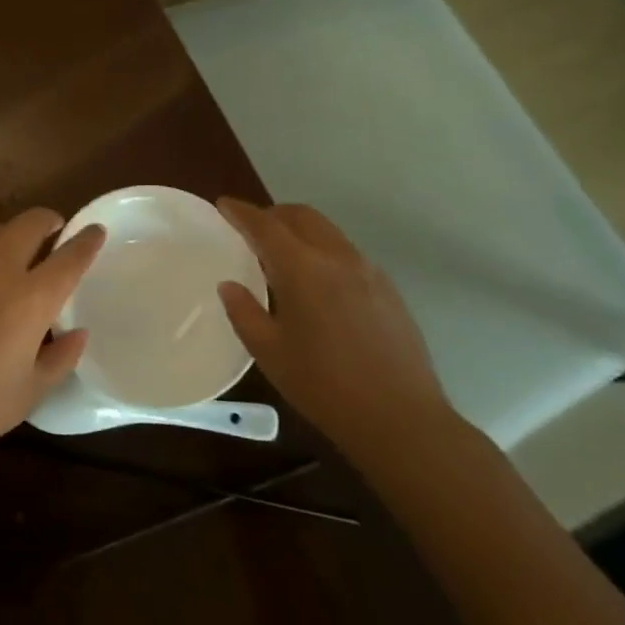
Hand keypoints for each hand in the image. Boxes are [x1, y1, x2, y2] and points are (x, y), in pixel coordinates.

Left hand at [0, 208, 105, 472]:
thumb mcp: (31, 391)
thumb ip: (61, 357)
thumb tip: (77, 331)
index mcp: (32, 298)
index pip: (70, 257)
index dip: (87, 241)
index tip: (95, 231)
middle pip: (31, 224)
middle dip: (48, 221)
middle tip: (53, 232)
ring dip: (10, 232)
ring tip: (11, 248)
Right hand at [216, 198, 453, 468]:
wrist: (400, 419)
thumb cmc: (323, 386)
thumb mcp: (269, 352)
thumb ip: (244, 312)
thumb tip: (230, 285)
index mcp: (303, 268)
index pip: (265, 225)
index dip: (241, 212)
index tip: (224, 205)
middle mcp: (337, 258)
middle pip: (302, 216)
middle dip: (273, 214)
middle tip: (251, 229)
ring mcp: (369, 272)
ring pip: (328, 232)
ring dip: (300, 231)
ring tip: (282, 256)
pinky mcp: (388, 290)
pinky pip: (348, 254)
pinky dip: (324, 252)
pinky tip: (318, 284)